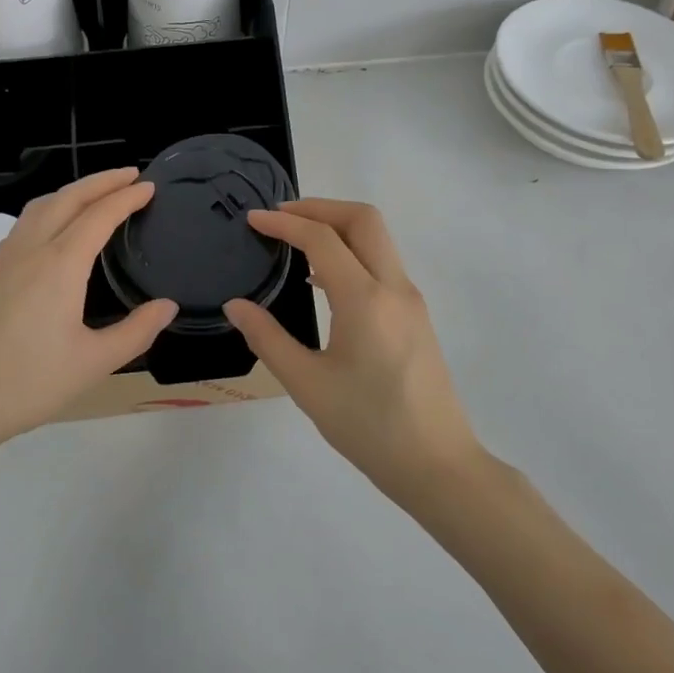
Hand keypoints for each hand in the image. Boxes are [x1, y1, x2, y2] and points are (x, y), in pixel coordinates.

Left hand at [0, 168, 177, 453]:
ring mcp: (5, 258)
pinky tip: (56, 227)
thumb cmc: (29, 383)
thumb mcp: (94, 363)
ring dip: (73, 191)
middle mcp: (31, 250)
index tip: (149, 187)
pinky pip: (25, 223)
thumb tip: (168, 306)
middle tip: (131, 175)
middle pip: (69, 198)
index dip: (127, 198)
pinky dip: (50, 208)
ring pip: (42, 206)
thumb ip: (137, 331)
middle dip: (102, 181)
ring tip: (98, 193)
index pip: (99, 216)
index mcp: (60, 265)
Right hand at [223, 199, 482, 498]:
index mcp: (365, 300)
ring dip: (337, 227)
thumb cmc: (369, 427)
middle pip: (363, 219)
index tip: (253, 219)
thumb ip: (268, 338)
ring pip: (377, 239)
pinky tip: (322, 281)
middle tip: (280, 217)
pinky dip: (351, 253)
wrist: (438, 465)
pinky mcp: (416, 316)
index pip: (322, 239)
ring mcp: (410, 300)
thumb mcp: (307, 385)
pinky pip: (382, 264)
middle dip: (319, 207)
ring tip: (295, 242)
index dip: (285, 223)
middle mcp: (394, 288)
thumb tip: (235, 306)